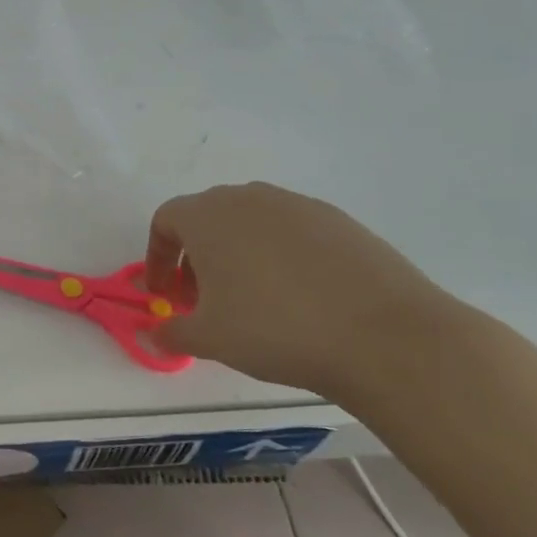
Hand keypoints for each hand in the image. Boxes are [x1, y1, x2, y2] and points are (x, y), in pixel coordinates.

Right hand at [144, 182, 475, 405]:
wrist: (382, 335)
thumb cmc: (274, 329)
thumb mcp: (209, 339)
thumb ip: (172, 333)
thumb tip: (154, 334)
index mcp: (208, 216)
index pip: (166, 221)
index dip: (158, 258)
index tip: (165, 295)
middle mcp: (249, 198)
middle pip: (208, 218)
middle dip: (197, 257)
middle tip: (204, 300)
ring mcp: (298, 205)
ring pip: (252, 223)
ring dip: (238, 254)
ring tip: (252, 300)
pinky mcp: (339, 220)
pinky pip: (292, 232)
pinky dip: (280, 256)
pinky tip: (299, 297)